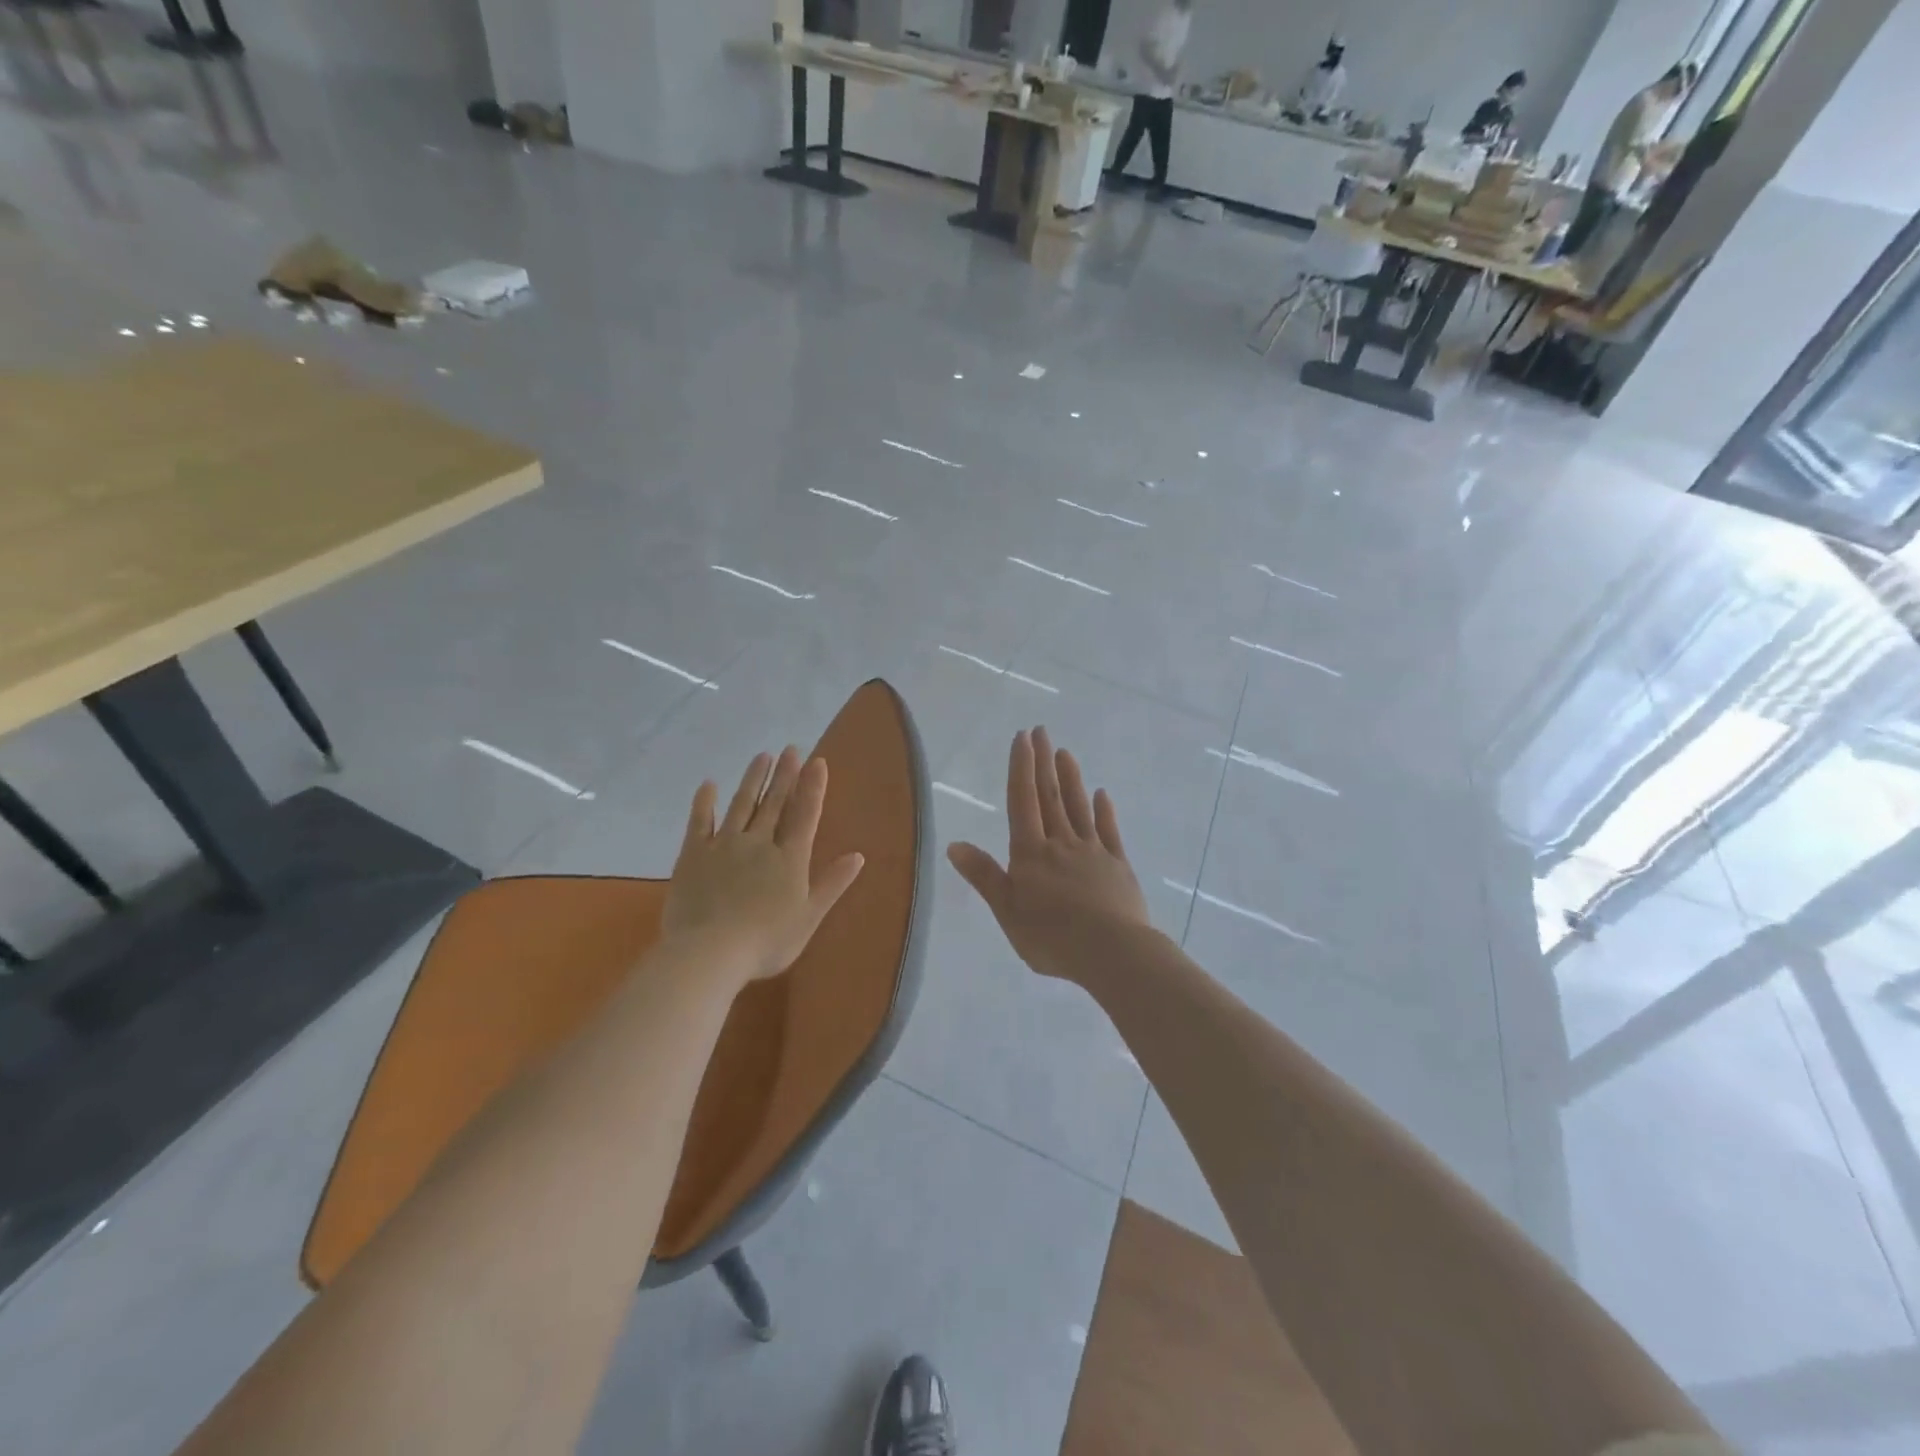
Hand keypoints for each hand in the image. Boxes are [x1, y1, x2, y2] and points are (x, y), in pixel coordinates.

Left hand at [663, 747, 864, 983]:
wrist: (710, 952)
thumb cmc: (766, 941)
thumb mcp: (809, 917)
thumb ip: (832, 884)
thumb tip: (858, 856)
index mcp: (790, 859)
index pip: (805, 815)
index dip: (813, 787)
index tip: (817, 761)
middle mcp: (760, 843)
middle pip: (775, 803)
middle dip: (785, 775)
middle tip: (791, 749)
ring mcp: (725, 845)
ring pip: (742, 804)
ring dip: (754, 779)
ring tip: (763, 756)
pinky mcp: (694, 854)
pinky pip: (700, 821)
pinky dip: (705, 802)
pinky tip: (709, 785)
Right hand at [948, 727, 1151, 983]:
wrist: (1111, 952)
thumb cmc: (1051, 937)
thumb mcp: (1007, 911)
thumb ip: (984, 876)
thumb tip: (954, 844)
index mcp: (1031, 853)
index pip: (1023, 801)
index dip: (1021, 768)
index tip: (1021, 738)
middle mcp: (1061, 843)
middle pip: (1050, 796)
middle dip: (1043, 762)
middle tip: (1041, 731)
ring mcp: (1093, 852)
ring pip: (1078, 807)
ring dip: (1070, 779)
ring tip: (1065, 753)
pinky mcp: (1118, 866)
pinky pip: (1109, 831)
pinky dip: (1104, 811)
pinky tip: (1102, 794)